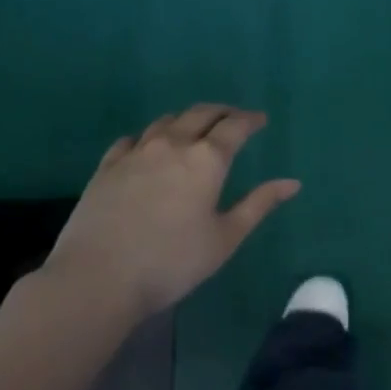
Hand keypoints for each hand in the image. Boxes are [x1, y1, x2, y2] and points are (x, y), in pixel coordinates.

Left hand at [43, 105, 300, 319]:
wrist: (98, 277)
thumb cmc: (172, 262)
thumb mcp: (225, 238)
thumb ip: (258, 205)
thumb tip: (292, 183)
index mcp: (206, 160)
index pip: (234, 127)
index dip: (250, 120)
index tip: (260, 120)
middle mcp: (172, 144)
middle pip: (200, 114)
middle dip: (221, 112)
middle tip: (234, 117)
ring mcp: (136, 152)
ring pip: (165, 121)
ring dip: (186, 120)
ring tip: (194, 128)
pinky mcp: (107, 166)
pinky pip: (132, 139)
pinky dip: (149, 136)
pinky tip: (148, 146)